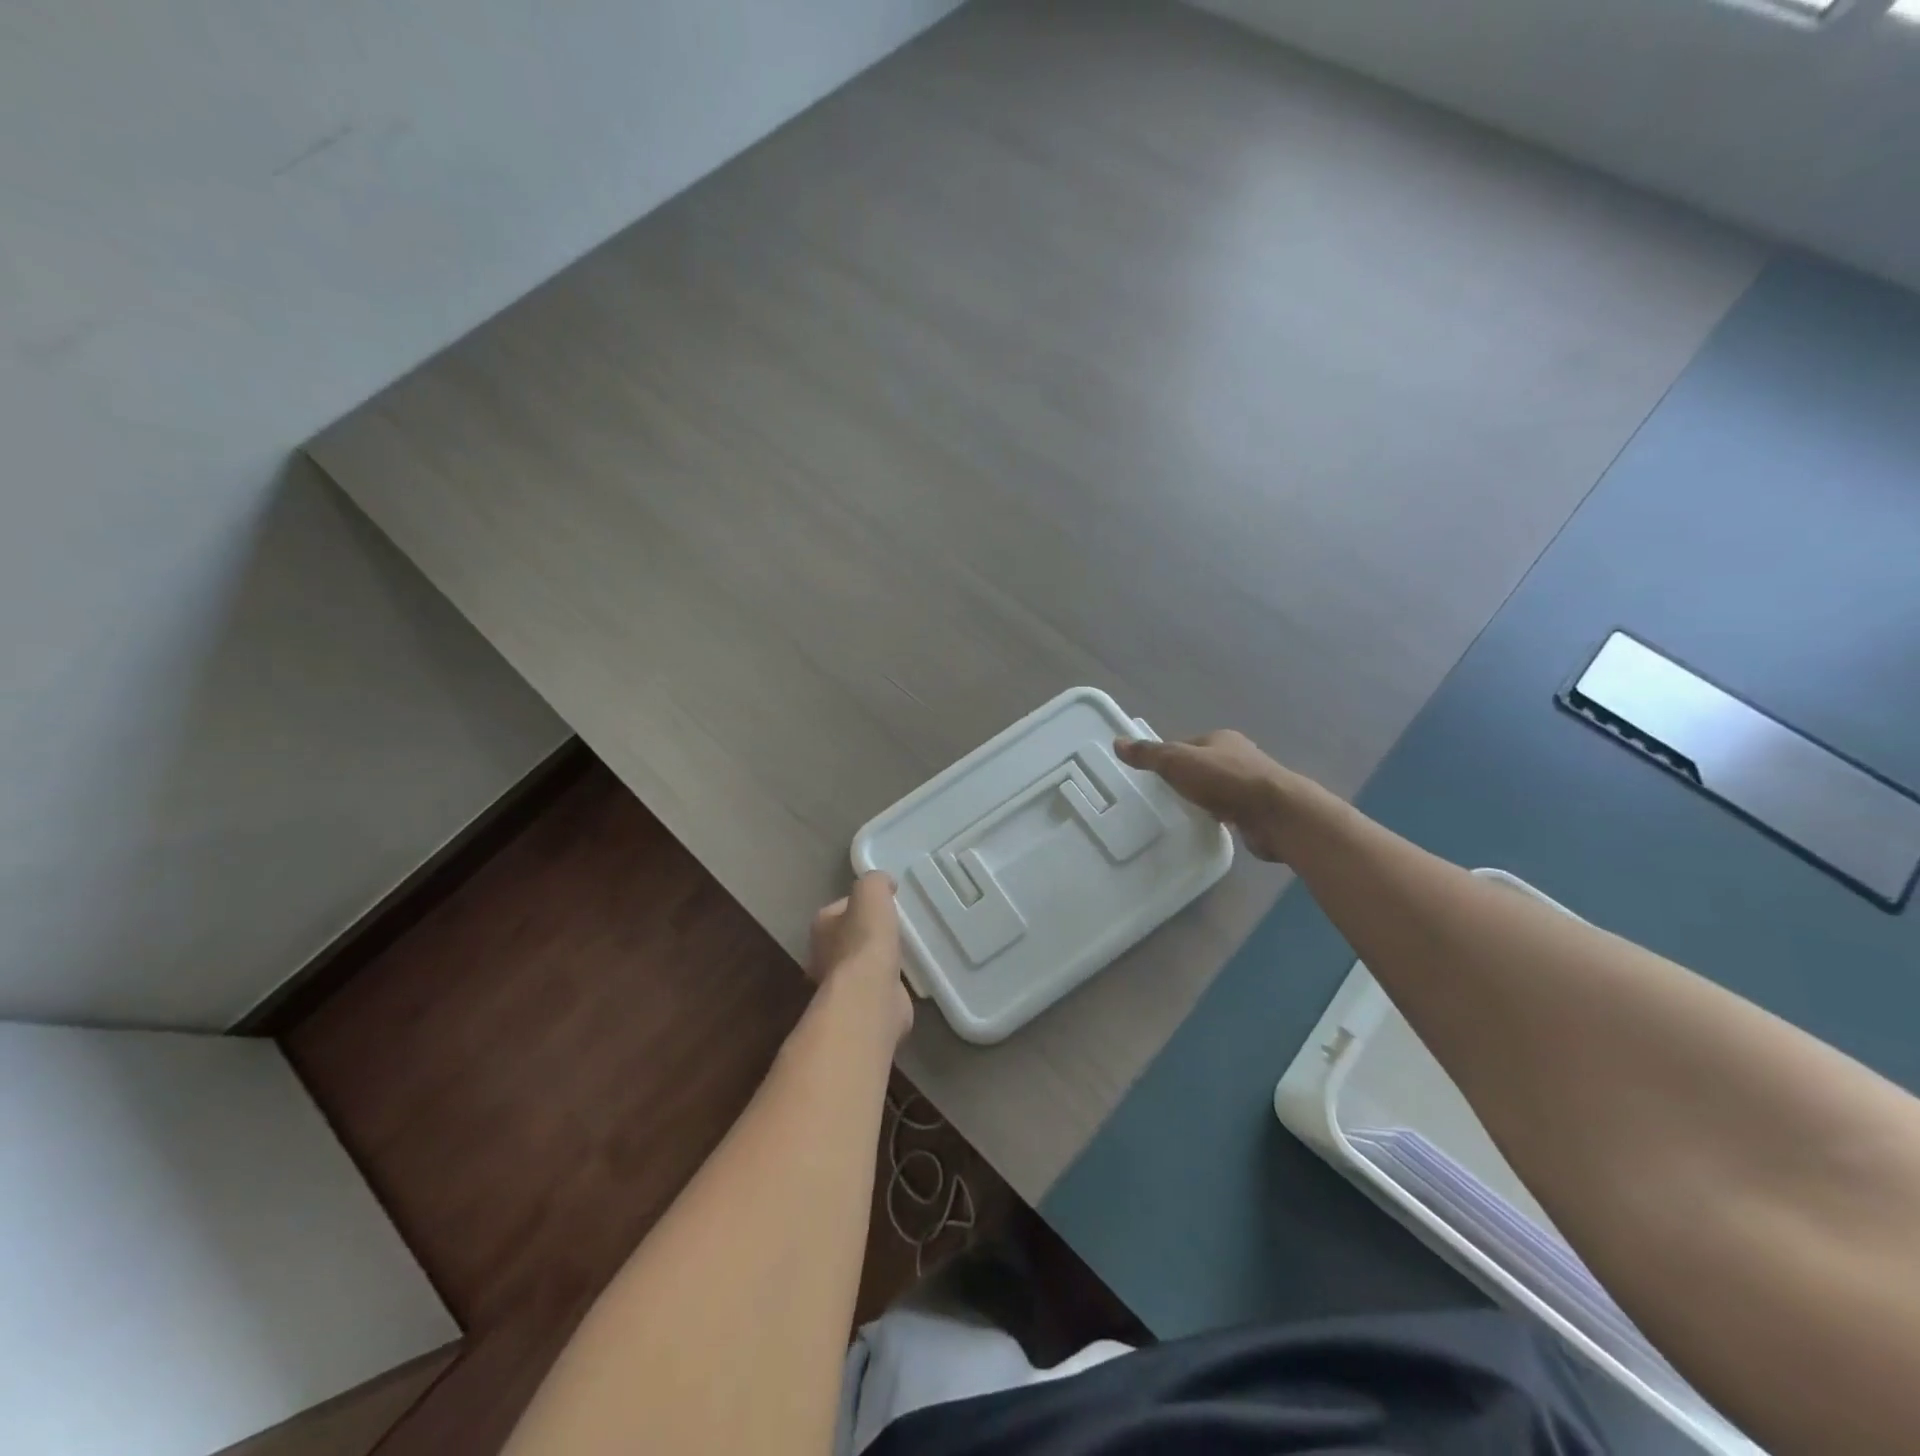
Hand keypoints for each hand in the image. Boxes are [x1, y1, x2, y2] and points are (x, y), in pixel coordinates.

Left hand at [808, 872, 911, 1039]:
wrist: (870, 995)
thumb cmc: (866, 939)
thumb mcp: (871, 892)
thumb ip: (876, 881)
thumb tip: (885, 883)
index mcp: (822, 925)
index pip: (841, 908)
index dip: (861, 904)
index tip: (884, 903)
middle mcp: (823, 954)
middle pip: (848, 936)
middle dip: (867, 932)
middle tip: (893, 927)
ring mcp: (840, 983)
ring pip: (861, 962)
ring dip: (877, 958)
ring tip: (901, 951)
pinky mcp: (859, 1005)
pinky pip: (875, 985)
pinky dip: (886, 981)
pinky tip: (903, 977)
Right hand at [1115, 730, 1297, 861]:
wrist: (1276, 814)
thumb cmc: (1226, 780)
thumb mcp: (1178, 762)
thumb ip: (1149, 754)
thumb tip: (1117, 742)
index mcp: (1221, 739)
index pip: (1186, 744)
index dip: (1167, 757)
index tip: (1151, 776)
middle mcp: (1238, 756)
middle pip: (1202, 765)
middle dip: (1185, 779)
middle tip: (1161, 797)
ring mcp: (1250, 784)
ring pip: (1217, 789)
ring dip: (1202, 799)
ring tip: (1179, 814)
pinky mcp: (1257, 810)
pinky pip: (1229, 810)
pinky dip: (1217, 816)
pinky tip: (1205, 827)